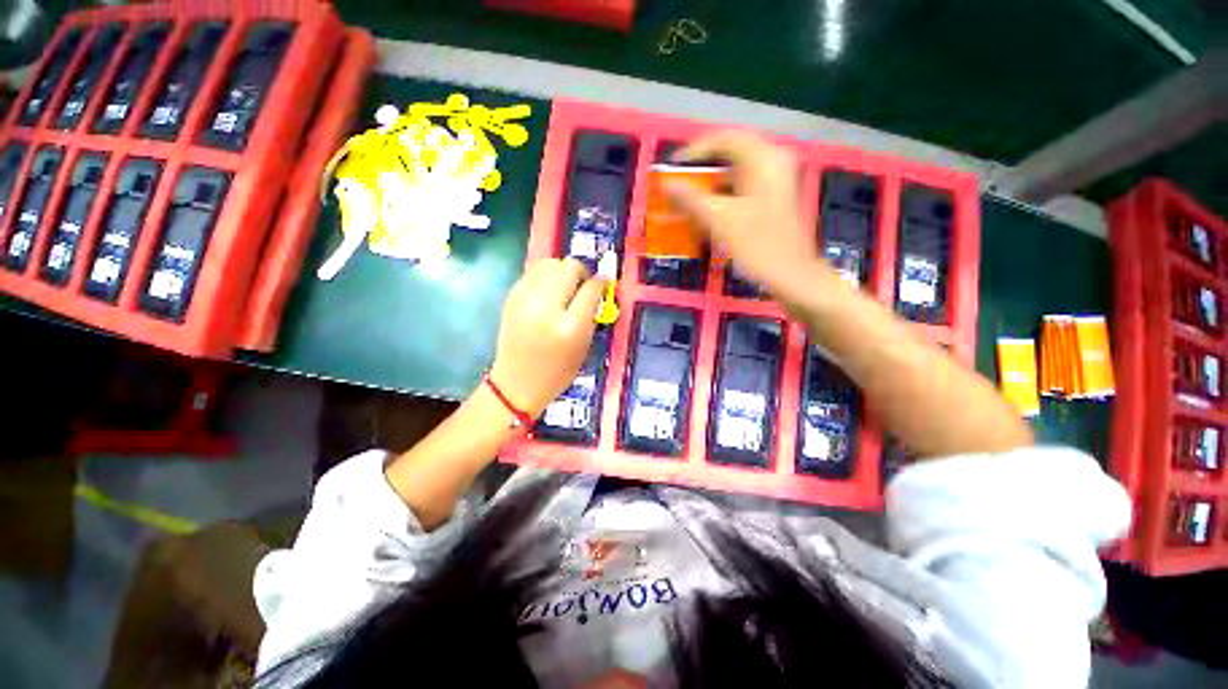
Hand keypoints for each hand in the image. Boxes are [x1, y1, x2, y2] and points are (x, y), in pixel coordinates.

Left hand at [489, 258, 604, 416]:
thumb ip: (591, 314)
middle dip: (582, 272)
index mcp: (570, 327)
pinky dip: (546, 275)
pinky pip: (533, 272)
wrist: (516, 383)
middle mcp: (546, 308)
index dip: (600, 283)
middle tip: (583, 286)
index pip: (591, 288)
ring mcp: (525, 299)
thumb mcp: (583, 347)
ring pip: (550, 263)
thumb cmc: (557, 372)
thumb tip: (598, 285)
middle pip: (569, 267)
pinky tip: (548, 291)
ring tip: (565, 287)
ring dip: (562, 270)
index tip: (603, 286)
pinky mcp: (511, 297)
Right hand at [664, 131, 833, 299]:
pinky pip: (743, 188)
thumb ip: (691, 200)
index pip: (725, 138)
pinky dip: (724, 196)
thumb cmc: (758, 247)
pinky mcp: (774, 200)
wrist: (793, 277)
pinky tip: (709, 213)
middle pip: (731, 154)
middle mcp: (773, 163)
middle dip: (702, 169)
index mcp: (763, 159)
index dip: (695, 150)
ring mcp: (776, 182)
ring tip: (689, 199)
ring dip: (711, 184)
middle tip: (679, 183)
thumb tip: (666, 185)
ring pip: (737, 173)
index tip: (673, 167)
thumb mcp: (720, 221)